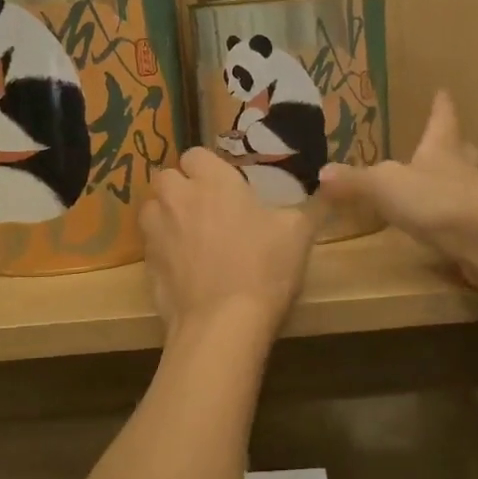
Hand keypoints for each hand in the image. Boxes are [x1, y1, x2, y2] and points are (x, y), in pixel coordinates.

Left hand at [139, 147, 315, 339]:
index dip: (208, 168)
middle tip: (206, 208)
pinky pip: (151, 244)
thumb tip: (330, 184)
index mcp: (212, 181)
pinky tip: (184, 267)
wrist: (223, 323)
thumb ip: (311, 204)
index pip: (196, 155)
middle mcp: (177, 198)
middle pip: (166, 177)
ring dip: (166, 213)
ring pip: (151, 208)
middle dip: (181, 186)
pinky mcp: (147, 265)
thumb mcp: (299, 233)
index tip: (226, 186)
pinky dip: (163, 248)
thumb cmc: (264, 268)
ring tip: (189, 233)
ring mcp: (157, 232)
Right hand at [317, 90, 477, 286]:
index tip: (443, 91)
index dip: (441, 106)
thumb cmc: (436, 200)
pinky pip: (462, 219)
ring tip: (438, 185)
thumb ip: (354, 181)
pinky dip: (451, 219)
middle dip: (454, 146)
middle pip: (461, 151)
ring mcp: (474, 201)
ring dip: (453, 182)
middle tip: (451, 141)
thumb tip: (322, 172)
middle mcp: (461, 170)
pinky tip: (440, 228)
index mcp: (441, 149)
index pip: (441, 119)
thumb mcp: (385, 186)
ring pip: (465, 184)